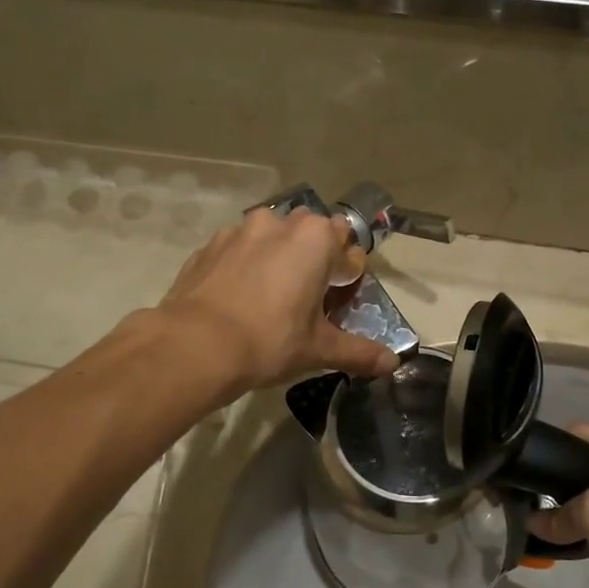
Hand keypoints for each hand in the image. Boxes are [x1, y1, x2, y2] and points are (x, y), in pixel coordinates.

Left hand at [158, 209, 398, 395]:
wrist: (195, 345)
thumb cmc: (269, 341)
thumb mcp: (319, 349)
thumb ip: (358, 351)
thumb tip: (393, 364)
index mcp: (314, 239)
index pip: (345, 237)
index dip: (346, 265)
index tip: (340, 292)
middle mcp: (277, 223)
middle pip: (306, 230)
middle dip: (312, 255)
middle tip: (308, 294)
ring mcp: (237, 231)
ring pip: (268, 236)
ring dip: (275, 256)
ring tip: (270, 296)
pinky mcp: (207, 247)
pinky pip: (235, 249)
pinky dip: (242, 265)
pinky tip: (238, 298)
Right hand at [529, 424, 588, 587]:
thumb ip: (558, 512)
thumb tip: (532, 521)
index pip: (580, 433)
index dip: (551, 452)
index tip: (523, 474)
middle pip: (587, 460)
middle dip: (560, 481)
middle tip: (528, 500)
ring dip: (573, 506)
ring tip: (542, 520)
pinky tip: (566, 538)